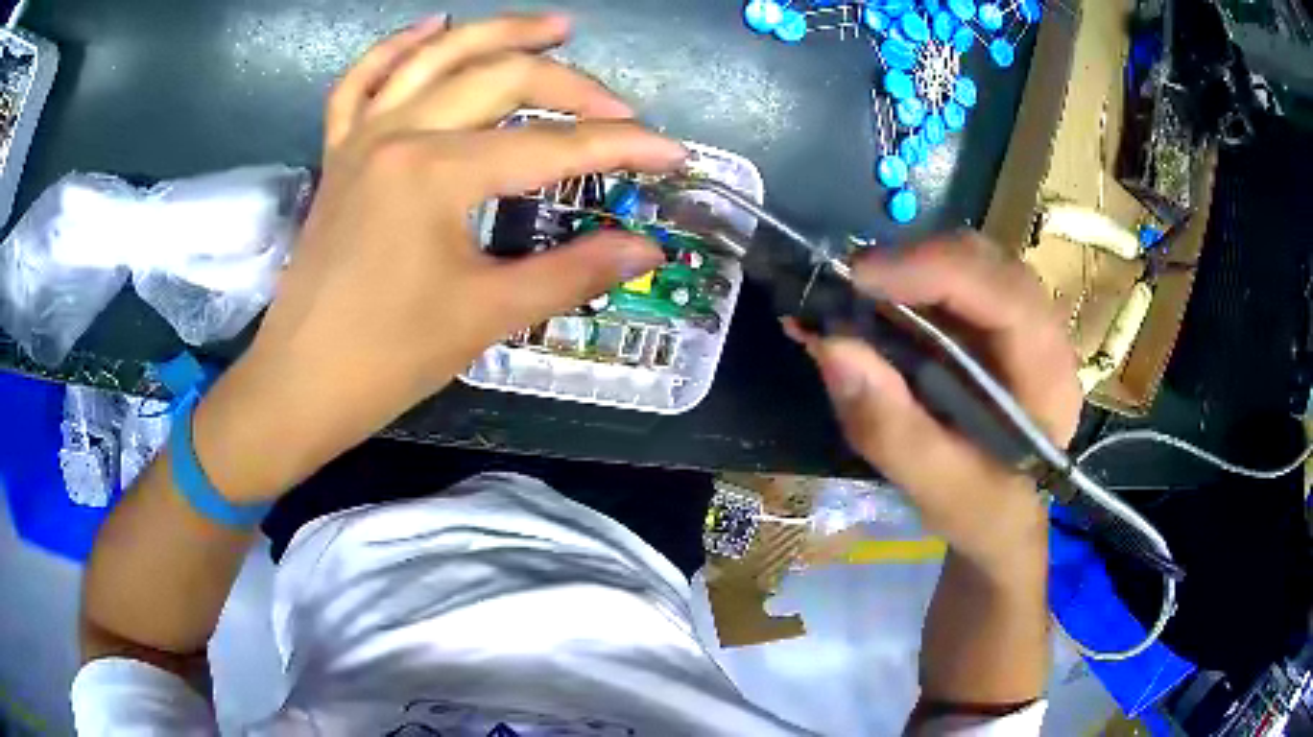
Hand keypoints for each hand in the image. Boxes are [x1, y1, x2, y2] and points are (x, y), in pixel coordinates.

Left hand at [191, 14, 687, 501]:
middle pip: (500, 80)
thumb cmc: (388, 358)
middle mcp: (399, 134)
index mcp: (436, 172)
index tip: (671, 153)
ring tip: (553, 26)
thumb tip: (646, 249)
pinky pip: (361, 82)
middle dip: (571, 87)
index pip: (551, 147)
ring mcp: (362, 137)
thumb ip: (573, 272)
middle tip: (617, 107)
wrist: (301, 385)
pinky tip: (433, 26)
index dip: (620, 148)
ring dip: (498, 33)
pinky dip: (396, 48)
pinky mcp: (338, 153)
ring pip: (436, 58)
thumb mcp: (487, 314)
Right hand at [792, 234, 1080, 571]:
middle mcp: (1044, 333)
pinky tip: (873, 304)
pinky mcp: (995, 322)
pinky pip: (953, 278)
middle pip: (985, 262)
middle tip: (846, 287)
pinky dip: (907, 281)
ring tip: (854, 298)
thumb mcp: (938, 491)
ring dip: (907, 268)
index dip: (933, 271)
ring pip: (967, 261)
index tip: (857, 278)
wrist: (1004, 518)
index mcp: (1048, 377)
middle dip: (913, 263)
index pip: (1004, 294)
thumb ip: (892, 431)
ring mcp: (1021, 320)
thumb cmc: (983, 512)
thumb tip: (831, 346)